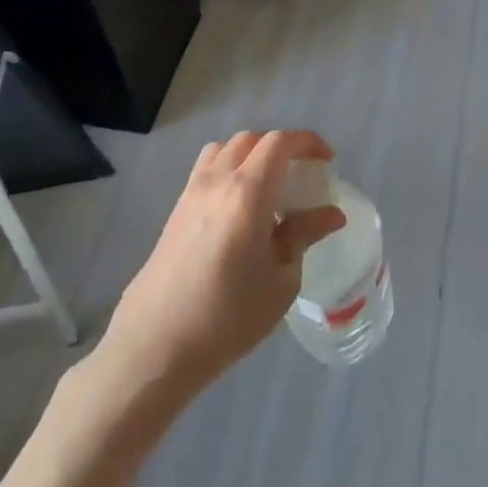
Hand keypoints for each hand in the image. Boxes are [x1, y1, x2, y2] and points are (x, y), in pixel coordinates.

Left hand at [94, 130, 345, 401]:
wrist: (155, 346)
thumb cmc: (228, 316)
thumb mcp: (281, 280)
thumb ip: (304, 236)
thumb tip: (332, 214)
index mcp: (248, 192)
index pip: (280, 143)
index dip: (307, 142)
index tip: (327, 160)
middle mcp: (217, 181)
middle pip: (250, 140)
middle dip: (281, 146)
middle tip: (302, 172)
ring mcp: (190, 195)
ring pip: (223, 150)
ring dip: (251, 154)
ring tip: (269, 184)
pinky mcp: (175, 213)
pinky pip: (206, 171)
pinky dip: (229, 170)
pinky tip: (240, 208)